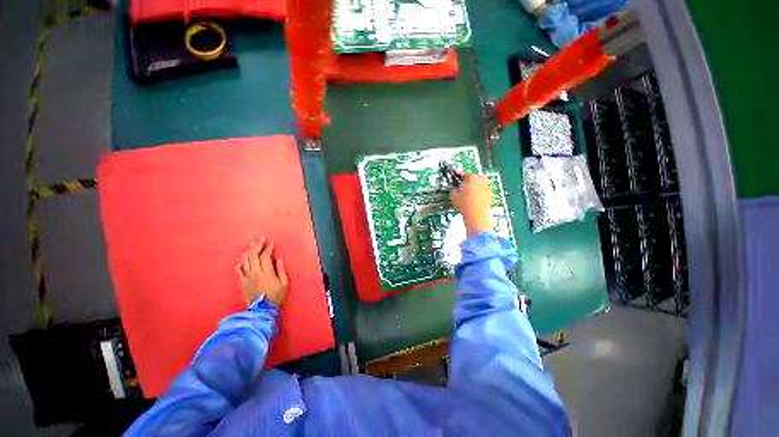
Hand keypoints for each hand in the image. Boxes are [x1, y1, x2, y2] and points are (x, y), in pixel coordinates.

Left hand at [237, 237, 288, 306]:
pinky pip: (239, 269)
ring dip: (248, 251)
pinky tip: (243, 258)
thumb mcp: (284, 283)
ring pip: (245, 260)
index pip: (265, 256)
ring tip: (252, 245)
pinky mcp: (242, 282)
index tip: (271, 243)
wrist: (261, 310)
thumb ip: (281, 270)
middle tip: (261, 239)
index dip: (268, 248)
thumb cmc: (276, 297)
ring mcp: (246, 277)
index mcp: (265, 272)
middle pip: (253, 255)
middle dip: (257, 246)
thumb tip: (278, 260)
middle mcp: (254, 272)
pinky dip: (241, 261)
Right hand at [450, 174, 492, 236]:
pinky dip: (479, 194)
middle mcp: (481, 180)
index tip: (457, 183)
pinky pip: (483, 192)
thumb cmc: (464, 204)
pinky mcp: (490, 195)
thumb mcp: (453, 195)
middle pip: (473, 178)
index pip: (464, 174)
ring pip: (479, 185)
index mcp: (471, 177)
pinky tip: (474, 201)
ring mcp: (487, 187)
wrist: (476, 215)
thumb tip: (454, 188)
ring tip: (468, 196)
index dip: (460, 179)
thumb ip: (453, 188)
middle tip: (462, 190)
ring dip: (474, 188)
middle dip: (468, 183)